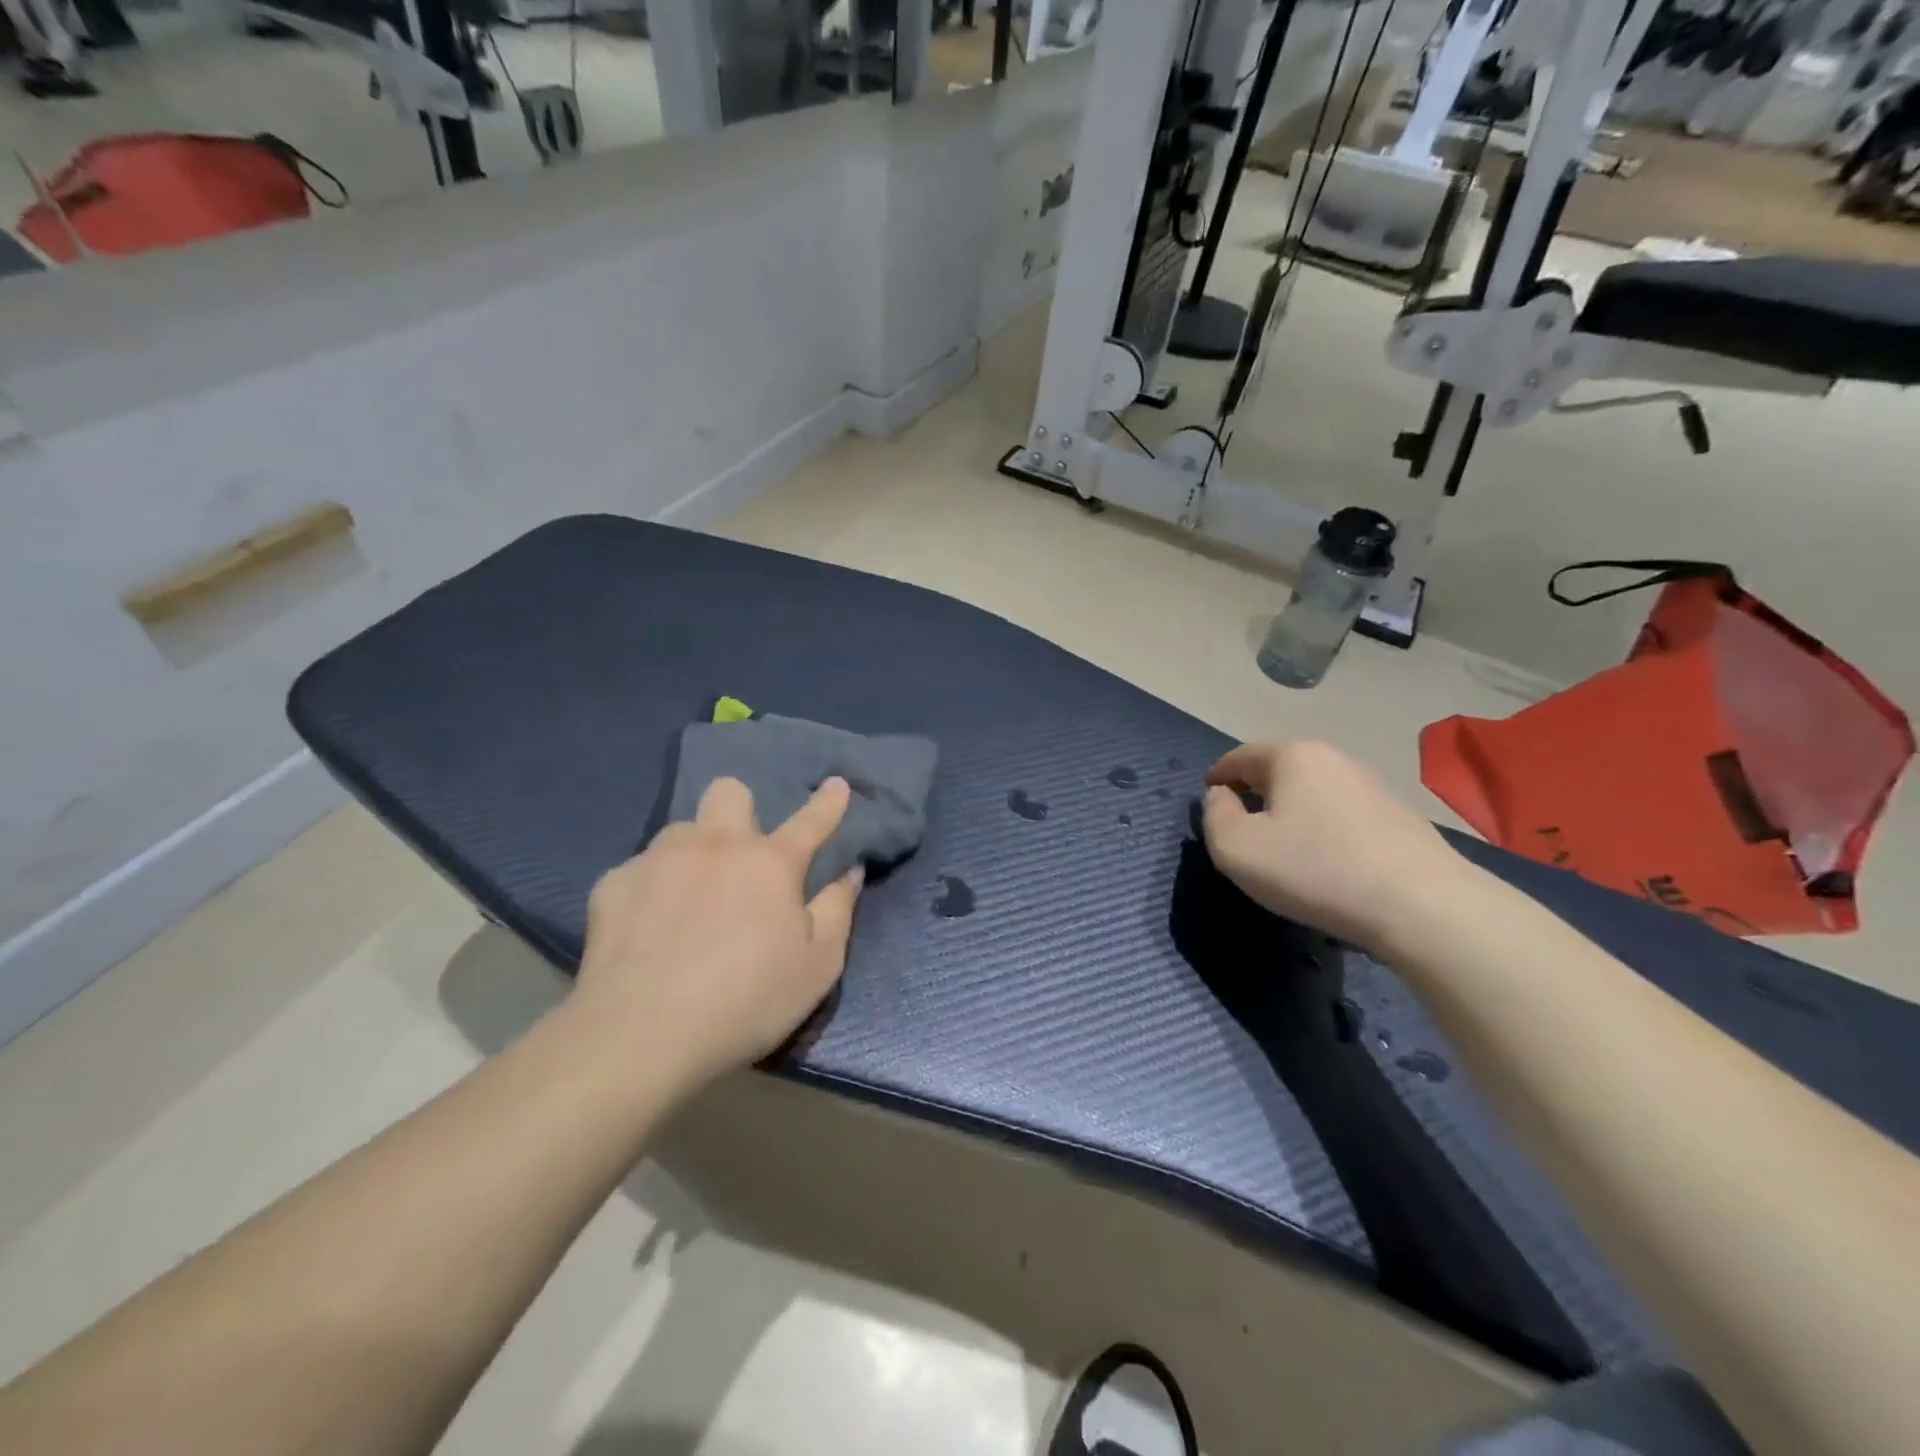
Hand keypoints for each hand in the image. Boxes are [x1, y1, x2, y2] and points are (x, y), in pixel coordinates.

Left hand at [571, 777, 862, 1092]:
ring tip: (689, 899)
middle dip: (740, 809)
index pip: (810, 820)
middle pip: (729, 792)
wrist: (642, 1034)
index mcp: (770, 862)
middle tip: (740, 854)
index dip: (828, 802)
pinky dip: (651, 890)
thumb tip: (851, 872)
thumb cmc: (747, 1001)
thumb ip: (838, 910)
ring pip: (681, 830)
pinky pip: (639, 870)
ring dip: (694, 852)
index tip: (836, 784)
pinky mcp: (614, 883)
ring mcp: (659, 859)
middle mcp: (716, 844)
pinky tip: (646, 929)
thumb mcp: (818, 965)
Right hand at [1201, 740, 1471, 952]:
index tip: (1208, 799)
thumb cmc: (1314, 869)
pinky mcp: (1399, 817)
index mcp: (1292, 756)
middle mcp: (1334, 758)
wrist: (1422, 906)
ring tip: (1283, 846)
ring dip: (1291, 811)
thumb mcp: (1236, 848)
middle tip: (1241, 825)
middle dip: (1255, 792)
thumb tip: (1222, 798)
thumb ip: (1214, 816)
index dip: (1217, 777)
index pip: (1240, 756)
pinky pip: (1342, 815)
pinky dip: (1323, 829)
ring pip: (1313, 792)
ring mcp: (1372, 786)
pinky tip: (1325, 861)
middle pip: (1279, 770)